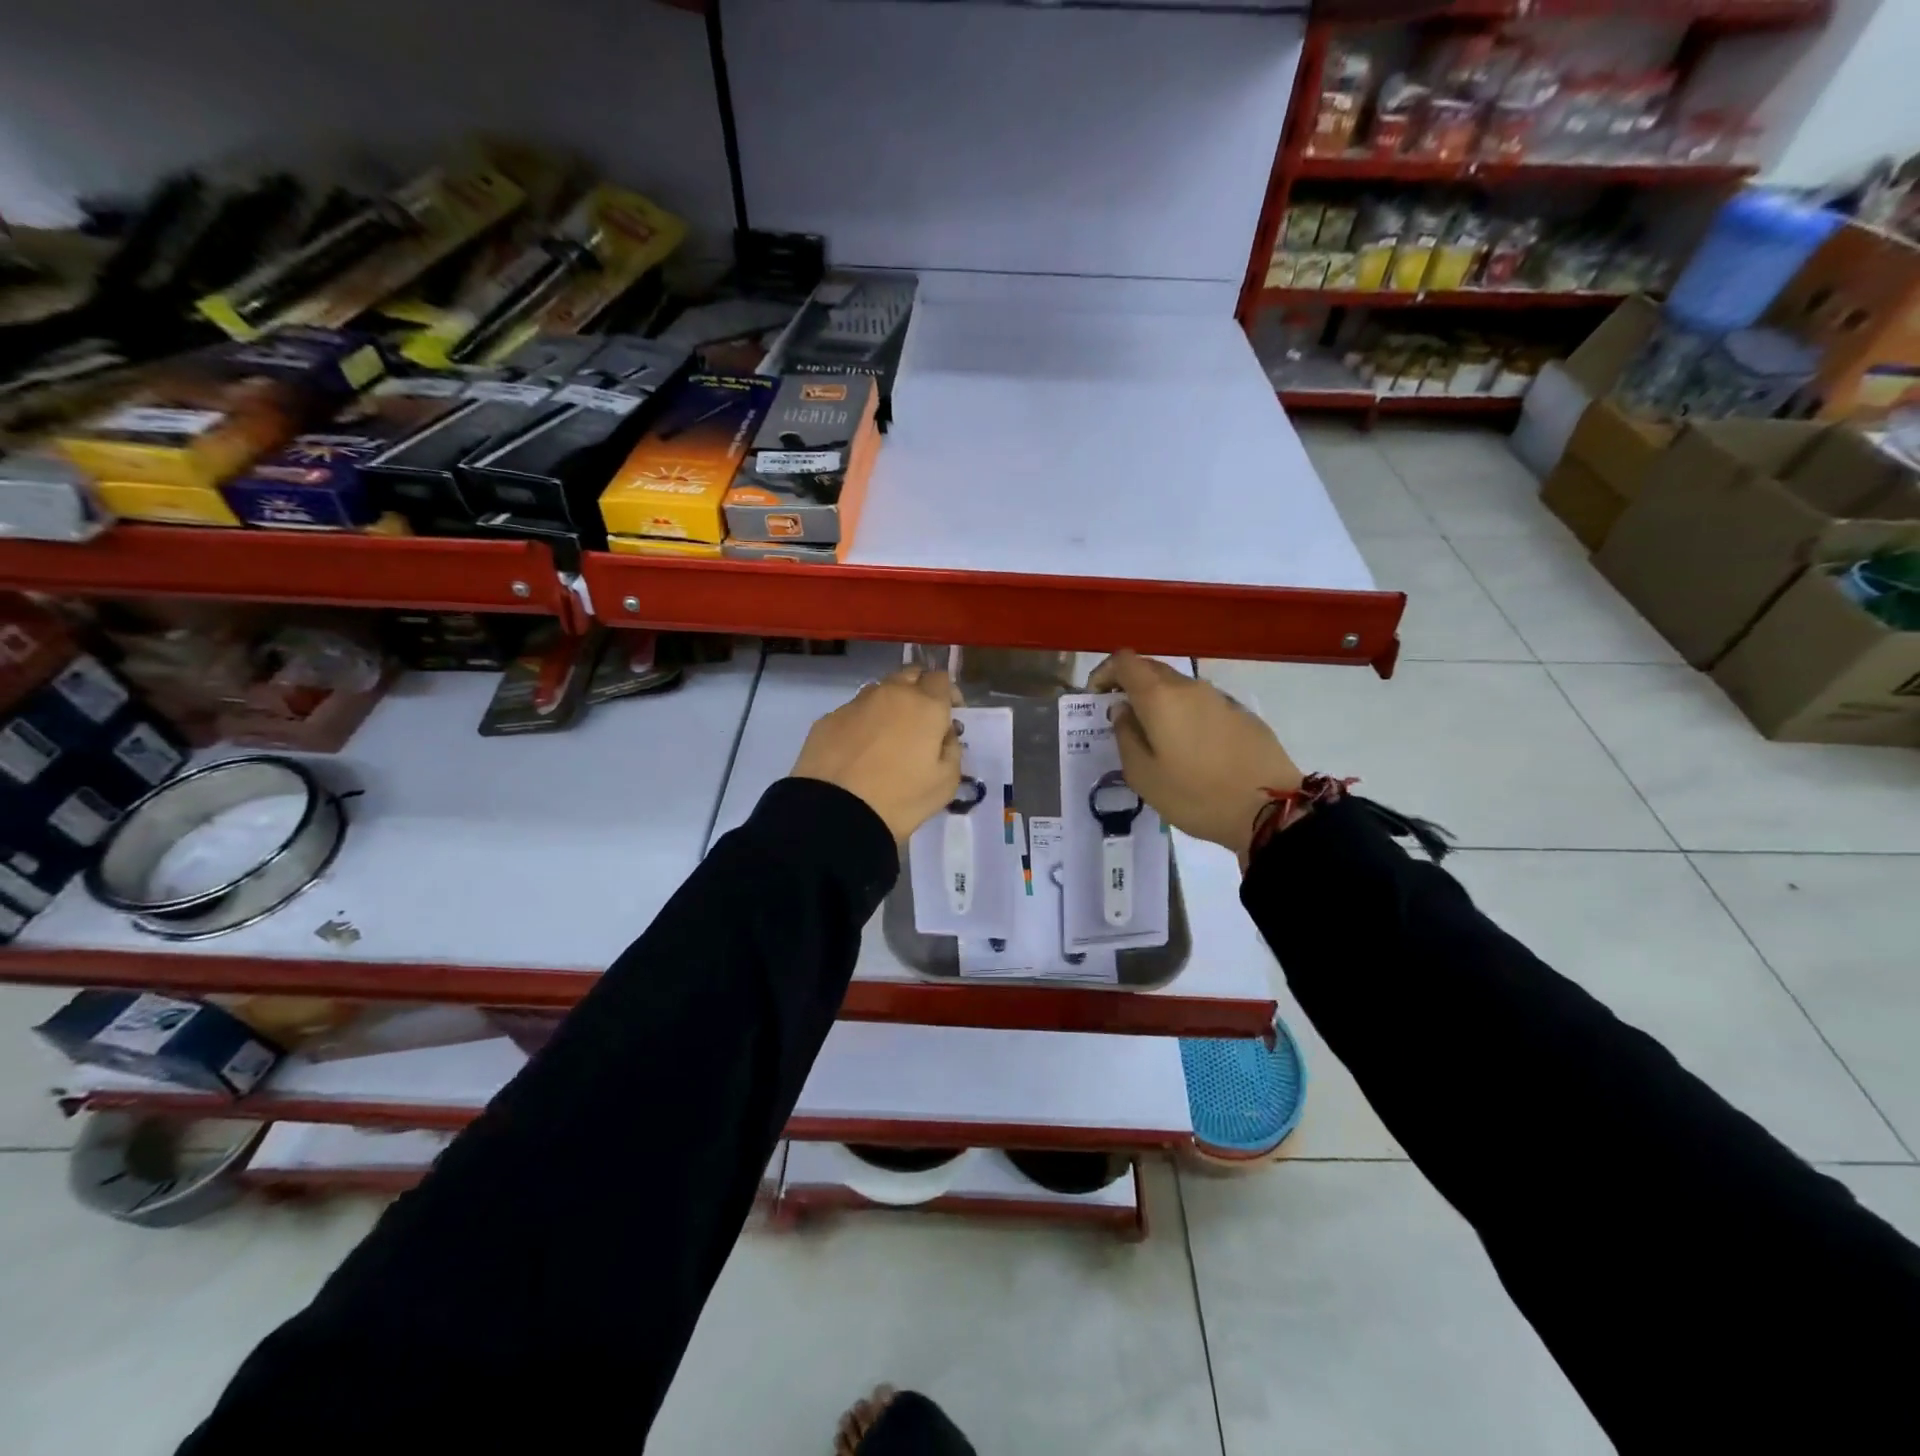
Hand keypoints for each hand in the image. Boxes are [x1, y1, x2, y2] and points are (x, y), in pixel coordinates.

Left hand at [792, 667, 962, 842]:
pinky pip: (853, 712)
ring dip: (889, 704)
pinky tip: (859, 750)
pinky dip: (862, 723)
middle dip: (919, 690)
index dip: (949, 694)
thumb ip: (952, 750)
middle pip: (909, 675)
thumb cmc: (901, 798)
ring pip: (879, 690)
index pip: (941, 679)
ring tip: (887, 735)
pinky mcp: (828, 719)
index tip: (949, 716)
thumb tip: (944, 735)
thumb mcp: (946, 783)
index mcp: (925, 706)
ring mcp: (856, 704)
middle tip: (920, 721)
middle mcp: (891, 694)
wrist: (836, 812)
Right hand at [1086, 651, 1302, 861]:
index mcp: (1160, 697)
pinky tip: (1189, 748)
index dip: (1104, 673)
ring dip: (1159, 702)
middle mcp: (1189, 687)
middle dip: (1129, 686)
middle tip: (1121, 718)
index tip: (1096, 698)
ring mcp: (1220, 698)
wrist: (1270, 809)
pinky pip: (1202, 704)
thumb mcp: (1144, 776)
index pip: (1124, 661)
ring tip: (1155, 738)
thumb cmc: (1195, 795)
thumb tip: (1122, 711)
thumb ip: (1125, 736)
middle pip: (1151, 670)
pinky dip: (1185, 714)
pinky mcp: (1242, 714)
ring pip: (1178, 687)